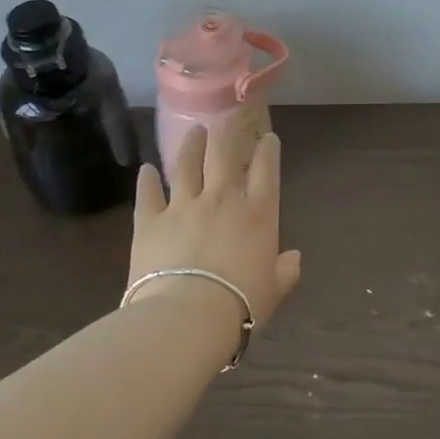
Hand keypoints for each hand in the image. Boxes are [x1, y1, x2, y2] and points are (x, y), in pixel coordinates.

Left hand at [127, 123, 301, 325]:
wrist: (187, 315)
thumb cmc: (240, 303)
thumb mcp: (273, 289)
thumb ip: (286, 270)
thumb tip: (294, 258)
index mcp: (258, 214)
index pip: (266, 171)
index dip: (268, 151)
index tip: (268, 138)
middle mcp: (222, 200)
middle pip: (223, 156)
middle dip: (226, 135)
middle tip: (224, 123)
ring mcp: (184, 206)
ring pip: (187, 165)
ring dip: (191, 146)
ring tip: (193, 132)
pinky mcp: (151, 220)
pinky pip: (148, 194)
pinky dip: (147, 180)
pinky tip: (146, 170)